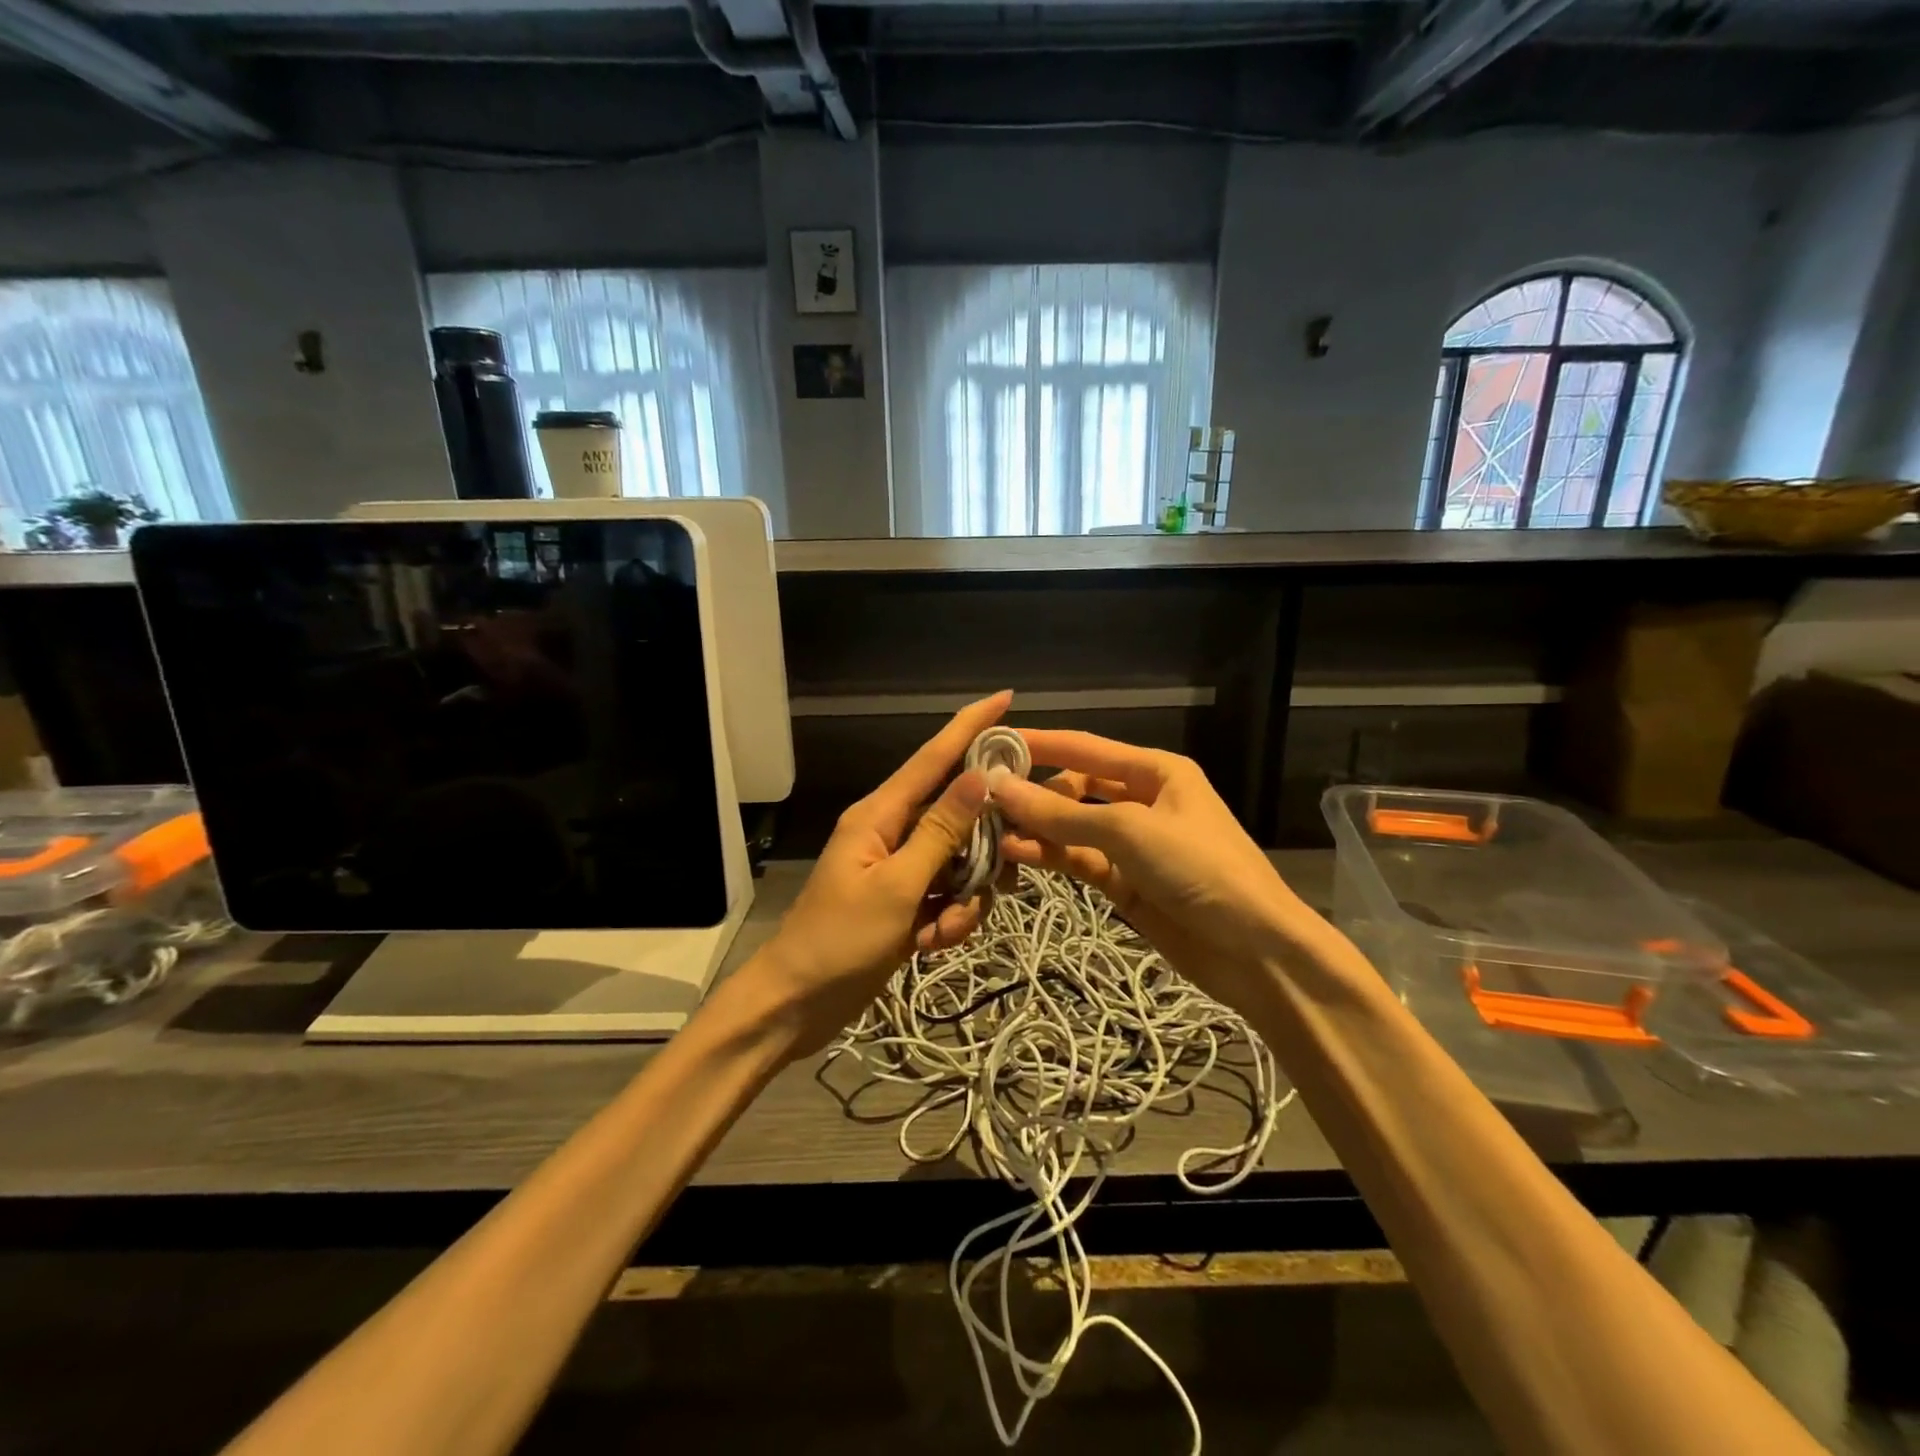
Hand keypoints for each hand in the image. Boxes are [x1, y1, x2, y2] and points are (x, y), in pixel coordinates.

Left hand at [745, 691, 1011, 1056]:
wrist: (797, 1005)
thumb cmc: (839, 941)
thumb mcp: (897, 886)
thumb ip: (941, 831)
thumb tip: (979, 776)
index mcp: (880, 814)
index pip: (933, 757)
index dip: (970, 726)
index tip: (1006, 697)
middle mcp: (893, 832)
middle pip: (959, 816)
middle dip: (984, 849)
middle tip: (1005, 873)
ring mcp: (901, 868)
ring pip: (962, 861)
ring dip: (966, 898)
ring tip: (941, 931)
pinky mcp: (908, 901)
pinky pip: (950, 894)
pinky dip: (951, 919)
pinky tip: (931, 946)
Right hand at [992, 730, 1315, 998]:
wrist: (1254, 951)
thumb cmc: (1199, 868)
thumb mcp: (1129, 831)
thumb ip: (1061, 814)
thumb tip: (998, 788)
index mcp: (1155, 771)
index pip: (1085, 747)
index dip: (1038, 743)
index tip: (990, 743)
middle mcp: (1141, 800)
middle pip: (1075, 787)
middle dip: (1034, 792)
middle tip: (984, 800)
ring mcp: (1132, 844)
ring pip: (1072, 827)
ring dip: (1036, 828)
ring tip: (992, 831)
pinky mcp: (1124, 883)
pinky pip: (1079, 860)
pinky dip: (1050, 857)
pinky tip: (1017, 854)